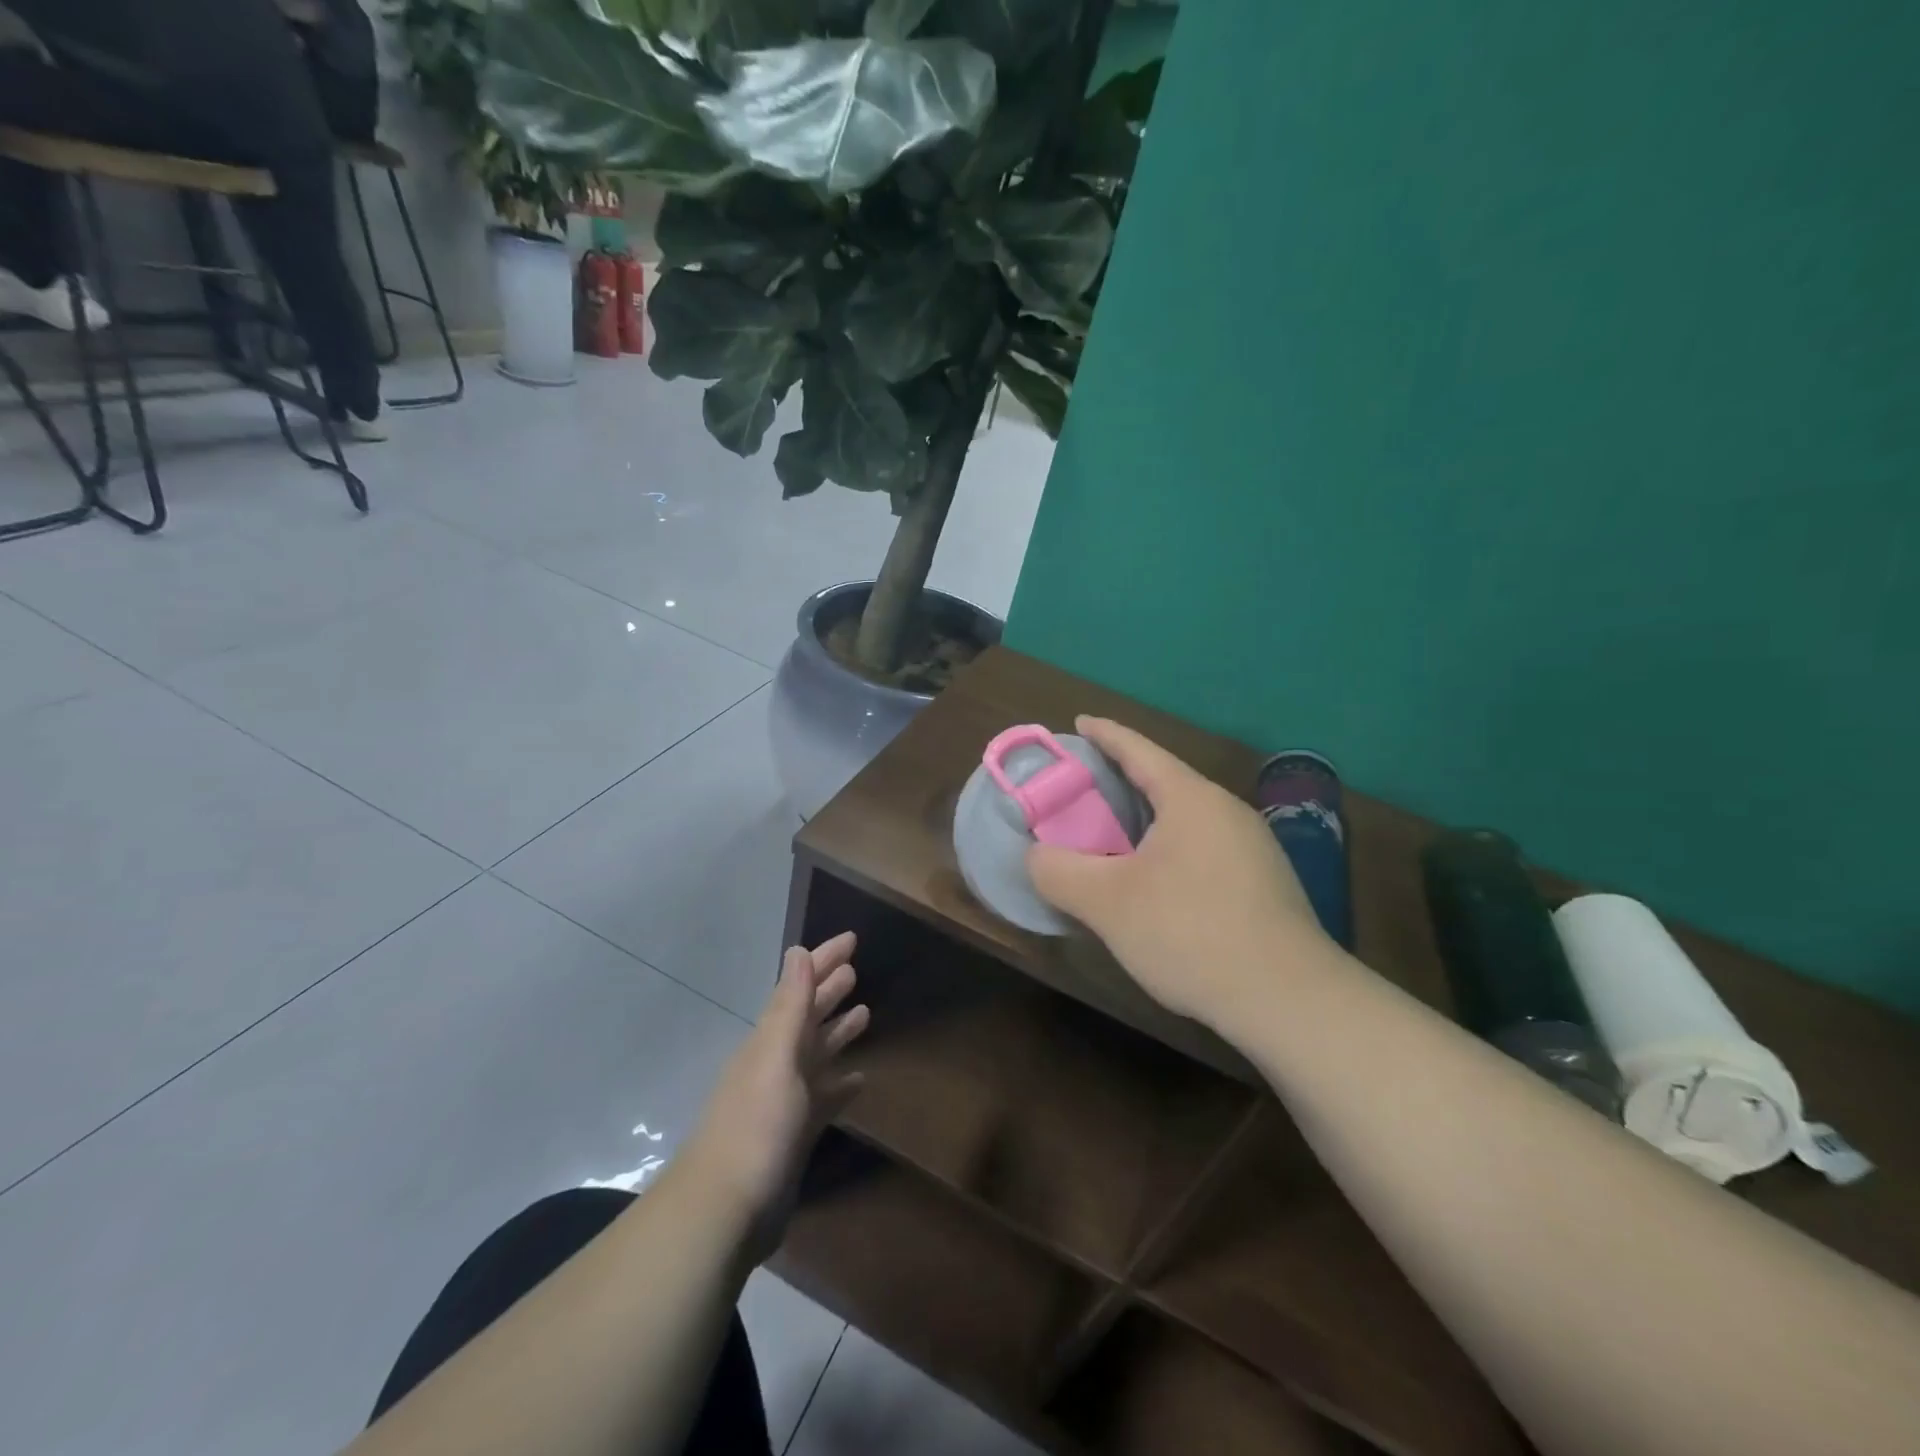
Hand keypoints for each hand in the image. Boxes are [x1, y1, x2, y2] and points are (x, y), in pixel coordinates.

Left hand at [684, 934, 868, 1242]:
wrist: (725, 1211)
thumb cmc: (755, 1126)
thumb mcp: (775, 1056)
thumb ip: (789, 1005)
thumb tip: (798, 950)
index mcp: (770, 1041)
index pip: (800, 988)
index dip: (824, 962)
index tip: (851, 939)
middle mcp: (776, 1064)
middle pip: (808, 1018)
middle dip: (829, 991)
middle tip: (856, 969)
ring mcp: (784, 1102)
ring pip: (816, 1054)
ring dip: (837, 1032)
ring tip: (865, 1012)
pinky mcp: (794, 1136)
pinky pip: (822, 1098)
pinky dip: (839, 1084)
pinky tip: (858, 1080)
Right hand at [1027, 716, 1329, 1030]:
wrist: (1290, 1000)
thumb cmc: (1191, 933)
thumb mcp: (1108, 903)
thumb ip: (1058, 871)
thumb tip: (1035, 856)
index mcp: (1191, 799)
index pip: (1139, 750)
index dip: (1105, 734)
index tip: (1080, 723)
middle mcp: (1227, 812)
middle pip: (1165, 782)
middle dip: (1122, 781)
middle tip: (1083, 791)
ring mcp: (1254, 848)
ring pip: (1187, 820)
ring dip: (1148, 821)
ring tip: (1114, 838)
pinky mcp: (1265, 884)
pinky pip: (1205, 849)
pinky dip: (1171, 850)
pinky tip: (1158, 884)